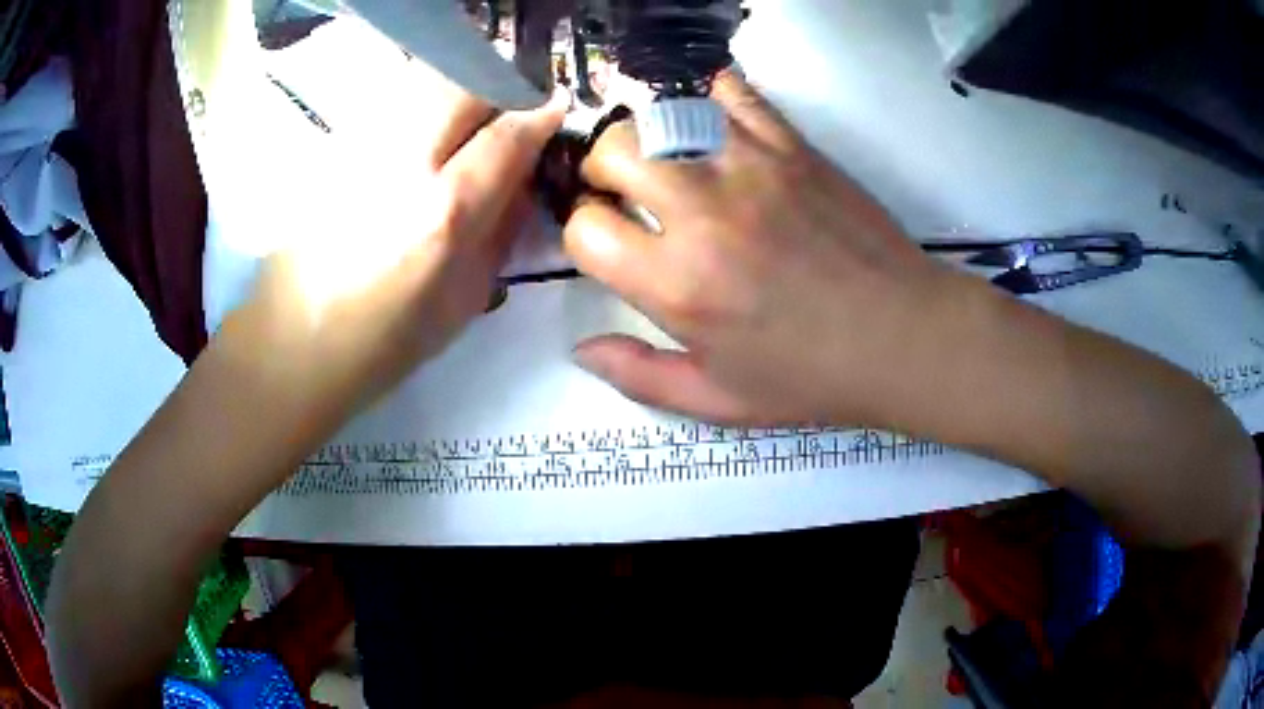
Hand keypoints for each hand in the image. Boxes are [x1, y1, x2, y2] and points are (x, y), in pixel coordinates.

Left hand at [220, 84, 566, 417]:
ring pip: (424, 84)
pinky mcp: (332, 150)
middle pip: (465, 85)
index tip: (554, 108)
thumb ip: (500, 234)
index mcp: (443, 214)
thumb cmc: (380, 344)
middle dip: (499, 88)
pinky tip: (417, 144)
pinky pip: (391, 105)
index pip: (507, 135)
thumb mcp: (462, 303)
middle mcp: (402, 165)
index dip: (539, 114)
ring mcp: (360, 150)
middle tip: (507, 112)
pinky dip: (420, 108)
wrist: (290, 345)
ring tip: (464, 125)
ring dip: (459, 93)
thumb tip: (521, 184)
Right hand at [564, 71, 978, 425]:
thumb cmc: (811, 377)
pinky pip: (730, 93)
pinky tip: (708, 126)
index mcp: (677, 284)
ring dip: (646, 135)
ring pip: (661, 115)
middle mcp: (702, 213)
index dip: (585, 236)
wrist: (903, 337)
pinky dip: (706, 99)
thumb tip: (579, 350)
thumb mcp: (717, 401)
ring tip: (662, 160)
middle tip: (623, 193)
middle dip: (600, 172)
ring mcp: (750, 166)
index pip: (585, 230)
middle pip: (612, 152)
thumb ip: (638, 375)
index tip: (608, 247)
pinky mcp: (791, 145)